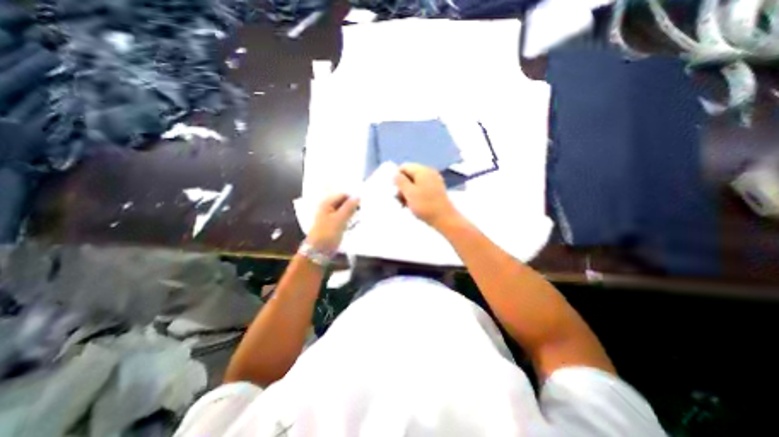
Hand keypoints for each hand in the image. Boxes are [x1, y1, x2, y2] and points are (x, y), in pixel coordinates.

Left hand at [308, 192, 360, 251]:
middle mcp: (328, 207)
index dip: (353, 198)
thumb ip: (349, 207)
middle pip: (344, 202)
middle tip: (361, 213)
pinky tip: (353, 224)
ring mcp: (330, 216)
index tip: (362, 205)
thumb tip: (358, 196)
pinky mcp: (333, 224)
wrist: (318, 251)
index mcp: (327, 203)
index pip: (343, 194)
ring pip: (345, 211)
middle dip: (353, 206)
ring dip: (352, 214)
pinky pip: (344, 218)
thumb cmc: (327, 234)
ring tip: (357, 219)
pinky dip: (349, 220)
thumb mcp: (340, 219)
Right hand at [393, 163, 457, 229]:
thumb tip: (395, 174)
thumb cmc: (425, 205)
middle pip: (410, 174)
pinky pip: (422, 187)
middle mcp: (429, 172)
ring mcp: (434, 180)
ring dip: (409, 192)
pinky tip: (415, 205)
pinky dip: (417, 194)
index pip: (404, 167)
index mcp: (422, 170)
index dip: (397, 177)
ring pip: (416, 182)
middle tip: (400, 199)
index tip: (396, 191)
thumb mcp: (409, 193)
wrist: (445, 218)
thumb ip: (400, 181)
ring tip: (406, 204)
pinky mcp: (437, 189)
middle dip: (403, 186)